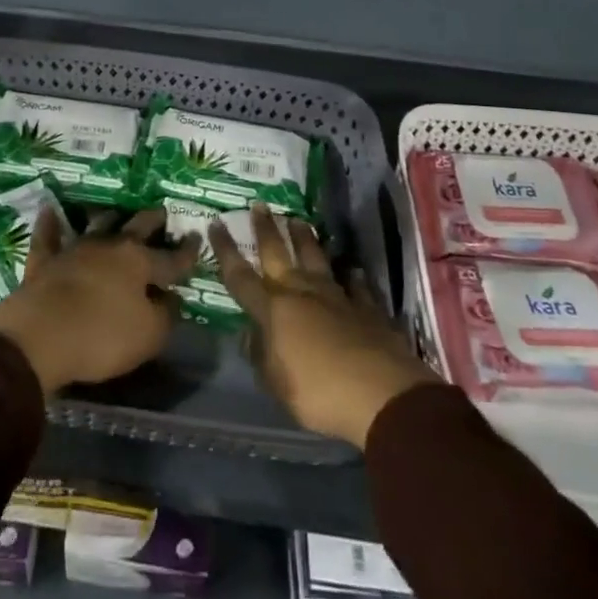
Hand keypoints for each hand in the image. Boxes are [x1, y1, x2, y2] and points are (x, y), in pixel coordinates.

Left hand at [0, 207, 200, 395]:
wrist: (41, 334)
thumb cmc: (102, 335)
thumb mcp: (149, 335)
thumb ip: (165, 315)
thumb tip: (171, 298)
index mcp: (139, 262)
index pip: (171, 258)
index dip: (187, 252)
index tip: (197, 238)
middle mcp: (110, 246)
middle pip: (136, 228)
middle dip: (152, 221)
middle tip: (162, 212)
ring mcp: (75, 249)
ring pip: (97, 225)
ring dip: (109, 218)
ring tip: (117, 212)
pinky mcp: (45, 260)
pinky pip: (48, 236)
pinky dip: (49, 223)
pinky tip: (49, 209)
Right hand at [213, 203, 437, 448]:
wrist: (381, 393)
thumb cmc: (318, 392)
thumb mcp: (276, 384)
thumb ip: (260, 356)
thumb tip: (248, 334)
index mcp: (273, 310)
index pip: (240, 276)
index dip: (226, 250)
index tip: (216, 224)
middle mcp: (301, 293)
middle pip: (278, 254)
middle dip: (266, 229)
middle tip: (260, 204)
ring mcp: (336, 297)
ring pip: (316, 259)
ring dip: (305, 239)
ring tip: (298, 220)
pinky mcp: (367, 308)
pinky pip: (355, 286)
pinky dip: (351, 277)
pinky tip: (351, 270)